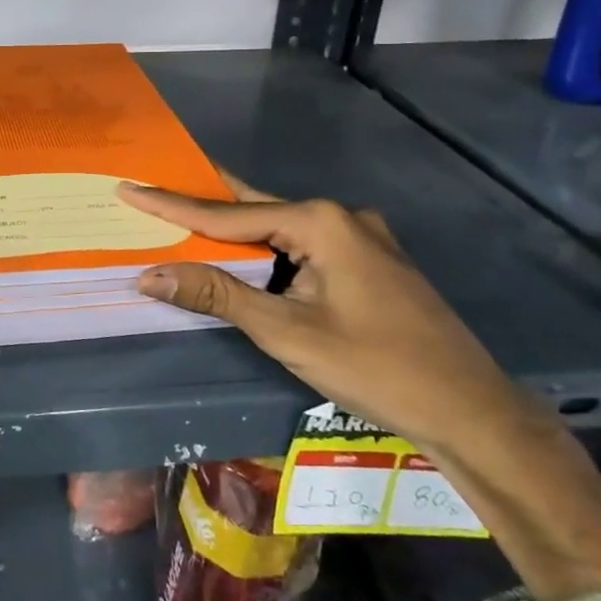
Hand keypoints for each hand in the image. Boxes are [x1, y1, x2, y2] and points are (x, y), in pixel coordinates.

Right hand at [119, 175, 524, 452]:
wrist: (471, 411)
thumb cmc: (376, 368)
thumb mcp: (287, 332)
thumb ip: (218, 296)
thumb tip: (150, 275)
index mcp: (321, 222)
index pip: (228, 213)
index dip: (172, 205)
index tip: (129, 188)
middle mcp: (341, 217)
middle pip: (254, 209)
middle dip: (202, 205)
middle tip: (153, 192)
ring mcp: (361, 238)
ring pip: (279, 228)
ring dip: (233, 231)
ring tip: (183, 221)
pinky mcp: (370, 262)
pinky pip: (302, 244)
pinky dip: (265, 249)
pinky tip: (244, 254)